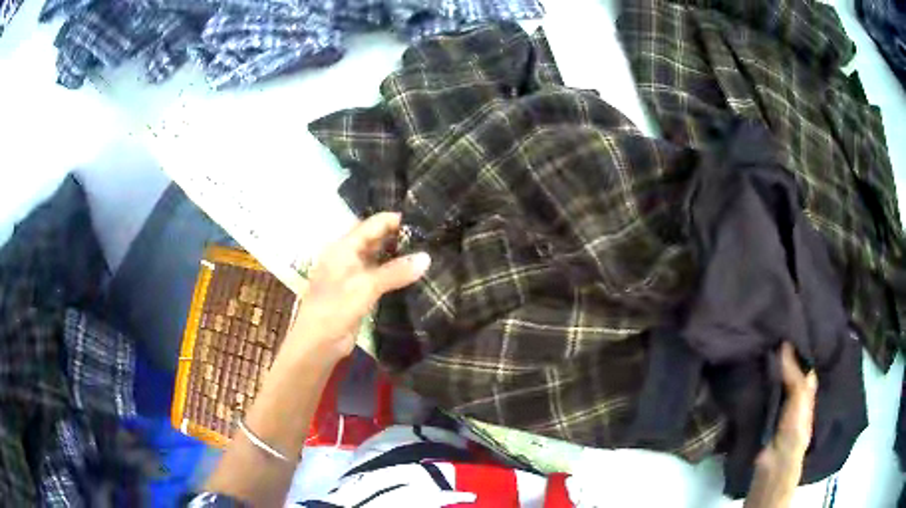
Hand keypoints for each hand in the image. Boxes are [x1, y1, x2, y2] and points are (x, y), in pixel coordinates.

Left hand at [283, 212, 430, 362]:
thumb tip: (427, 257)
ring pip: (379, 258)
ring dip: (398, 256)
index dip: (396, 220)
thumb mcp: (366, 286)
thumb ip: (395, 271)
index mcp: (343, 247)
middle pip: (376, 239)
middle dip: (400, 236)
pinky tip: (414, 275)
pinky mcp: (359, 292)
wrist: (318, 344)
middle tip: (431, 236)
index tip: (424, 220)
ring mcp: (353, 275)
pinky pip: (380, 277)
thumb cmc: (335, 309)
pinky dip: (395, 274)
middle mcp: (348, 256)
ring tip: (429, 252)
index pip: (373, 224)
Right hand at [745, 342, 817, 507]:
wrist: (774, 460)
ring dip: (767, 369)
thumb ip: (794, 372)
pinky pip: (761, 393)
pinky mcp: (763, 412)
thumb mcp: (800, 395)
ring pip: (774, 380)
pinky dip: (757, 384)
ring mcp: (778, 403)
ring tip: (756, 346)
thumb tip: (784, 342)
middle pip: (788, 369)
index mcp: (807, 387)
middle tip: (767, 332)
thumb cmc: (795, 426)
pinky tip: (749, 370)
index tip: (787, 325)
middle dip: (780, 355)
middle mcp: (794, 392)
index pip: (805, 360)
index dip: (799, 345)